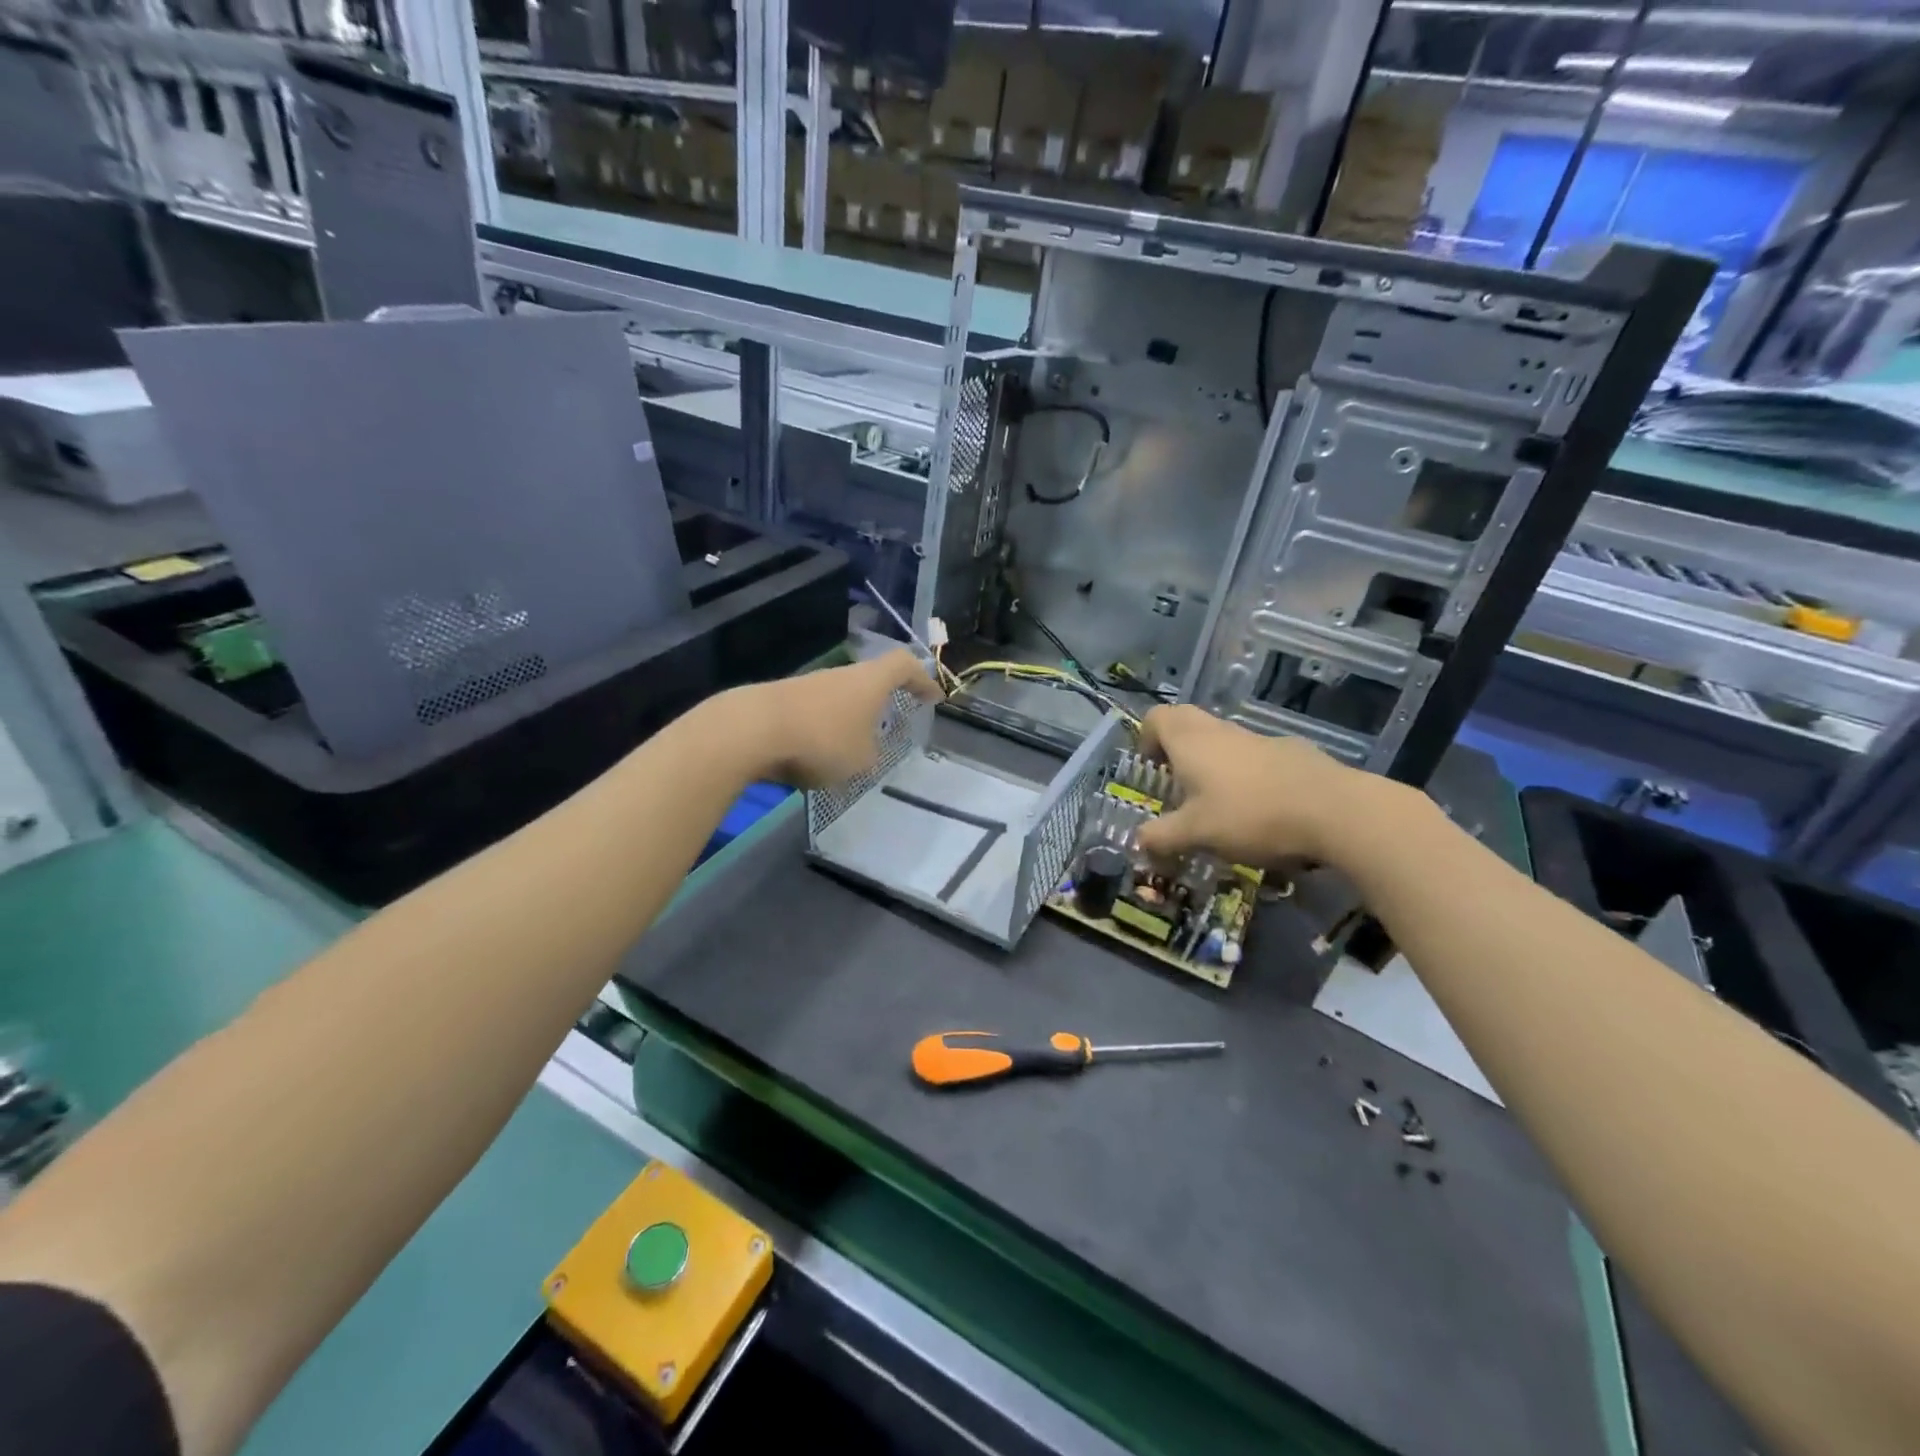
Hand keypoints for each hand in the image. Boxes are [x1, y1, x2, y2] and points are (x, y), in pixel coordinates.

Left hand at [744, 649, 940, 786]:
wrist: (751, 730)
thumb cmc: (822, 739)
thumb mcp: (862, 759)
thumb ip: (872, 754)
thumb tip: (865, 751)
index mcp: (870, 681)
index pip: (905, 666)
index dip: (922, 680)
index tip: (933, 698)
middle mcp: (841, 676)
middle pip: (870, 681)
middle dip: (882, 703)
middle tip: (892, 724)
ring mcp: (809, 686)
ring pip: (840, 701)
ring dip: (849, 722)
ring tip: (852, 754)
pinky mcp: (782, 702)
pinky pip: (814, 716)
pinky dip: (822, 733)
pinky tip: (815, 760)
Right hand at [1132, 705, 1381, 867]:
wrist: (1335, 811)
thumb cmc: (1250, 815)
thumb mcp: (1196, 834)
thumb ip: (1162, 837)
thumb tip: (1139, 841)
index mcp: (1191, 741)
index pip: (1157, 717)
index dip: (1146, 738)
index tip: (1151, 769)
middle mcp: (1222, 731)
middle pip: (1188, 723)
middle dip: (1177, 750)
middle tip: (1178, 786)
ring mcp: (1260, 739)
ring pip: (1224, 741)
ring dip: (1213, 765)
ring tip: (1219, 808)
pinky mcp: (1292, 753)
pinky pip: (1256, 757)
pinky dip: (1248, 776)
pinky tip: (1261, 812)